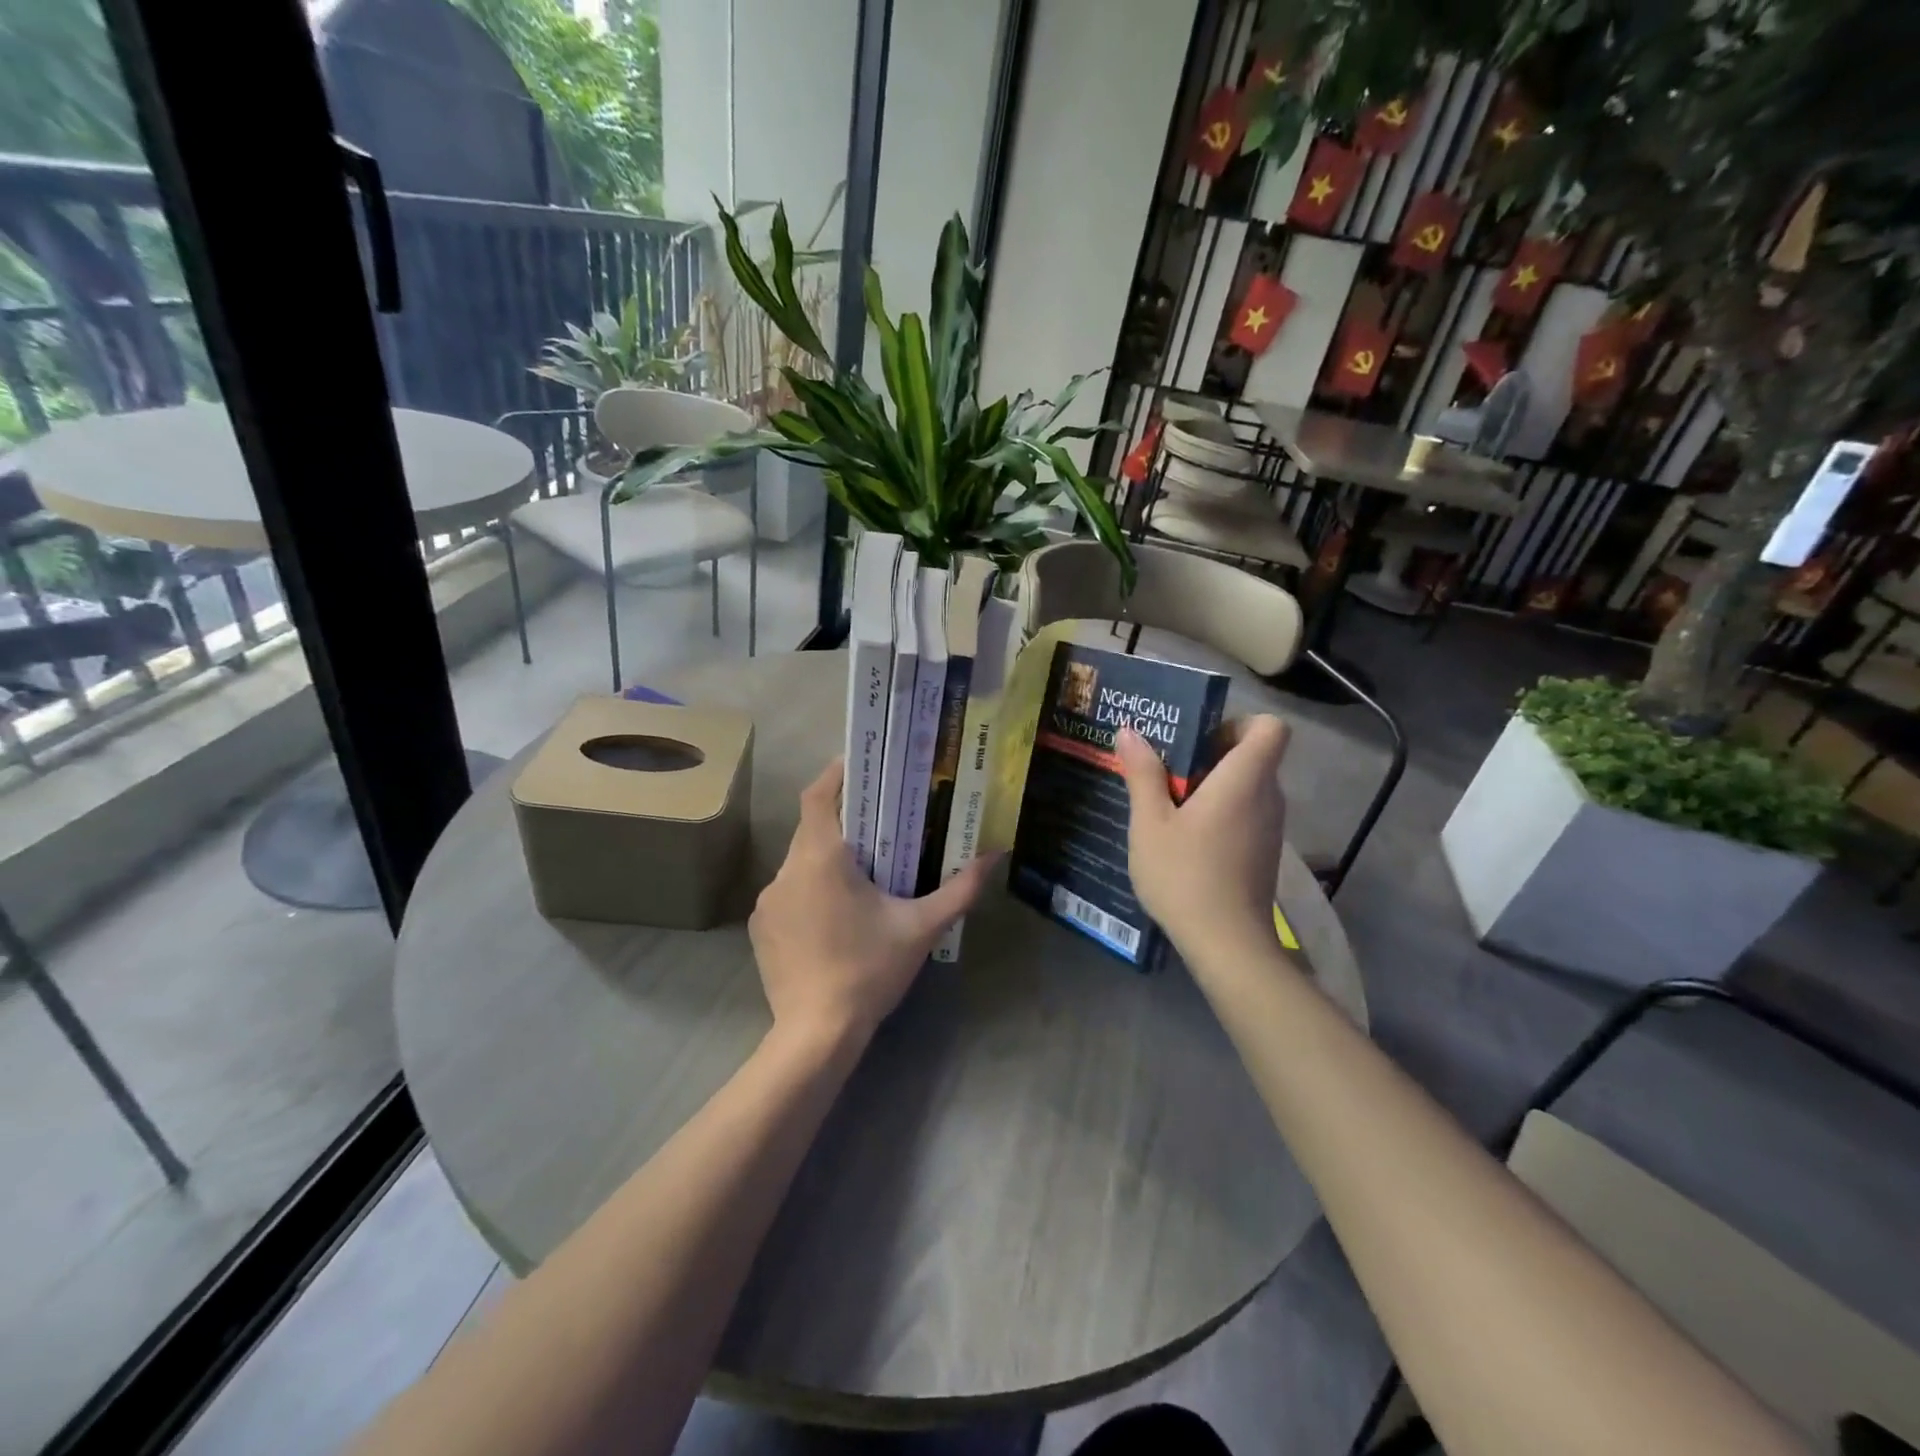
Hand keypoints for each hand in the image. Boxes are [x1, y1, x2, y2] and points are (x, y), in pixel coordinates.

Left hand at [749, 759, 997, 1045]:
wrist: (816, 1034)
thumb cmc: (869, 970)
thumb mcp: (921, 928)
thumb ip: (960, 888)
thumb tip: (995, 853)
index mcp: (821, 858)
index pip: (818, 795)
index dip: (836, 773)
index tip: (860, 764)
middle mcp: (786, 870)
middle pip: (812, 828)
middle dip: (843, 821)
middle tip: (880, 824)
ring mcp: (768, 900)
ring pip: (799, 862)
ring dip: (827, 859)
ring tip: (862, 874)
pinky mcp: (760, 928)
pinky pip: (788, 893)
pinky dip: (810, 890)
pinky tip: (835, 917)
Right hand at [1116, 716, 1289, 958]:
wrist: (1227, 944)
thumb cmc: (1185, 875)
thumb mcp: (1150, 823)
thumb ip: (1143, 773)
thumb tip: (1130, 731)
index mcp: (1245, 779)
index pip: (1270, 727)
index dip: (1238, 723)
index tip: (1200, 740)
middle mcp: (1268, 797)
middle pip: (1253, 755)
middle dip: (1210, 754)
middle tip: (1167, 769)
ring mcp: (1270, 827)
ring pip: (1247, 787)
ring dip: (1212, 786)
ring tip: (1167, 803)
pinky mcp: (1264, 852)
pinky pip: (1245, 814)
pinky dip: (1220, 813)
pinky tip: (1184, 837)